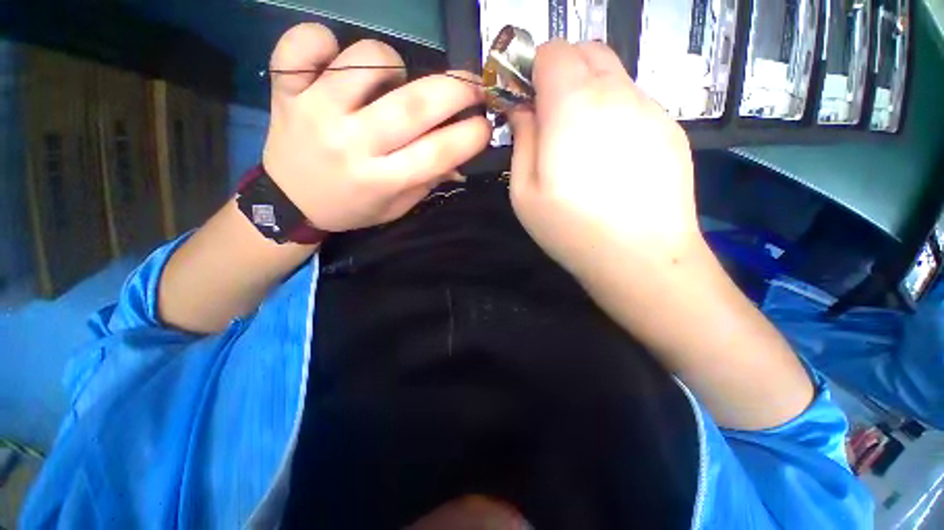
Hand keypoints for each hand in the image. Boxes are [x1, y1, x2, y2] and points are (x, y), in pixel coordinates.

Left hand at [263, 24, 490, 231]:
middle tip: (472, 86)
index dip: (471, 134)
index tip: (485, 123)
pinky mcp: (286, 90)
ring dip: (395, 64)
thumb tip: (460, 156)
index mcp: (382, 180)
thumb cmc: (352, 208)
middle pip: (414, 104)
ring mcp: (316, 112)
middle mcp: (352, 144)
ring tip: (392, 83)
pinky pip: (303, 43)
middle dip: (456, 89)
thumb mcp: (396, 207)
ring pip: (368, 60)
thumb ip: (427, 181)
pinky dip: (322, 40)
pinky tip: (333, 61)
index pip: (438, 152)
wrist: (291, 202)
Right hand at [508, 40, 701, 277]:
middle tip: (549, 118)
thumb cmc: (571, 228)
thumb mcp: (524, 191)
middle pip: (586, 52)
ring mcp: (651, 108)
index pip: (552, 51)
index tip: (525, 101)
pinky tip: (611, 157)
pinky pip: (635, 103)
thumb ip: (521, 141)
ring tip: (581, 143)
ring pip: (614, 75)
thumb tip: (523, 110)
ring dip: (589, 93)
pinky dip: (614, 113)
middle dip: (561, 72)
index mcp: (573, 104)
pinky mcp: (671, 129)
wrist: (640, 257)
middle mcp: (616, 92)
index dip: (532, 69)